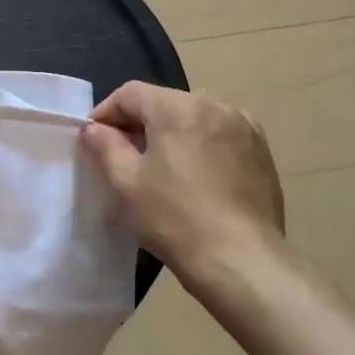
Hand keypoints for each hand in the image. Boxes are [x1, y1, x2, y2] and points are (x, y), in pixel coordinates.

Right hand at [81, 82, 284, 288]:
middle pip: (164, 102)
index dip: (106, 112)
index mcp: (177, 106)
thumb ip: (104, 146)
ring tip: (161, 165)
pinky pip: (221, 133)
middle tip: (123, 154)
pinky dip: (202, 143)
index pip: (131, 93)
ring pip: (193, 116)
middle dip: (139, 122)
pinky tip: (198, 173)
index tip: (93, 138)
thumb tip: (93, 128)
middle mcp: (213, 104)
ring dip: (172, 132)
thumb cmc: (176, 219)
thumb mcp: (126, 183)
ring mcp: (243, 125)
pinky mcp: (261, 149)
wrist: (242, 261)